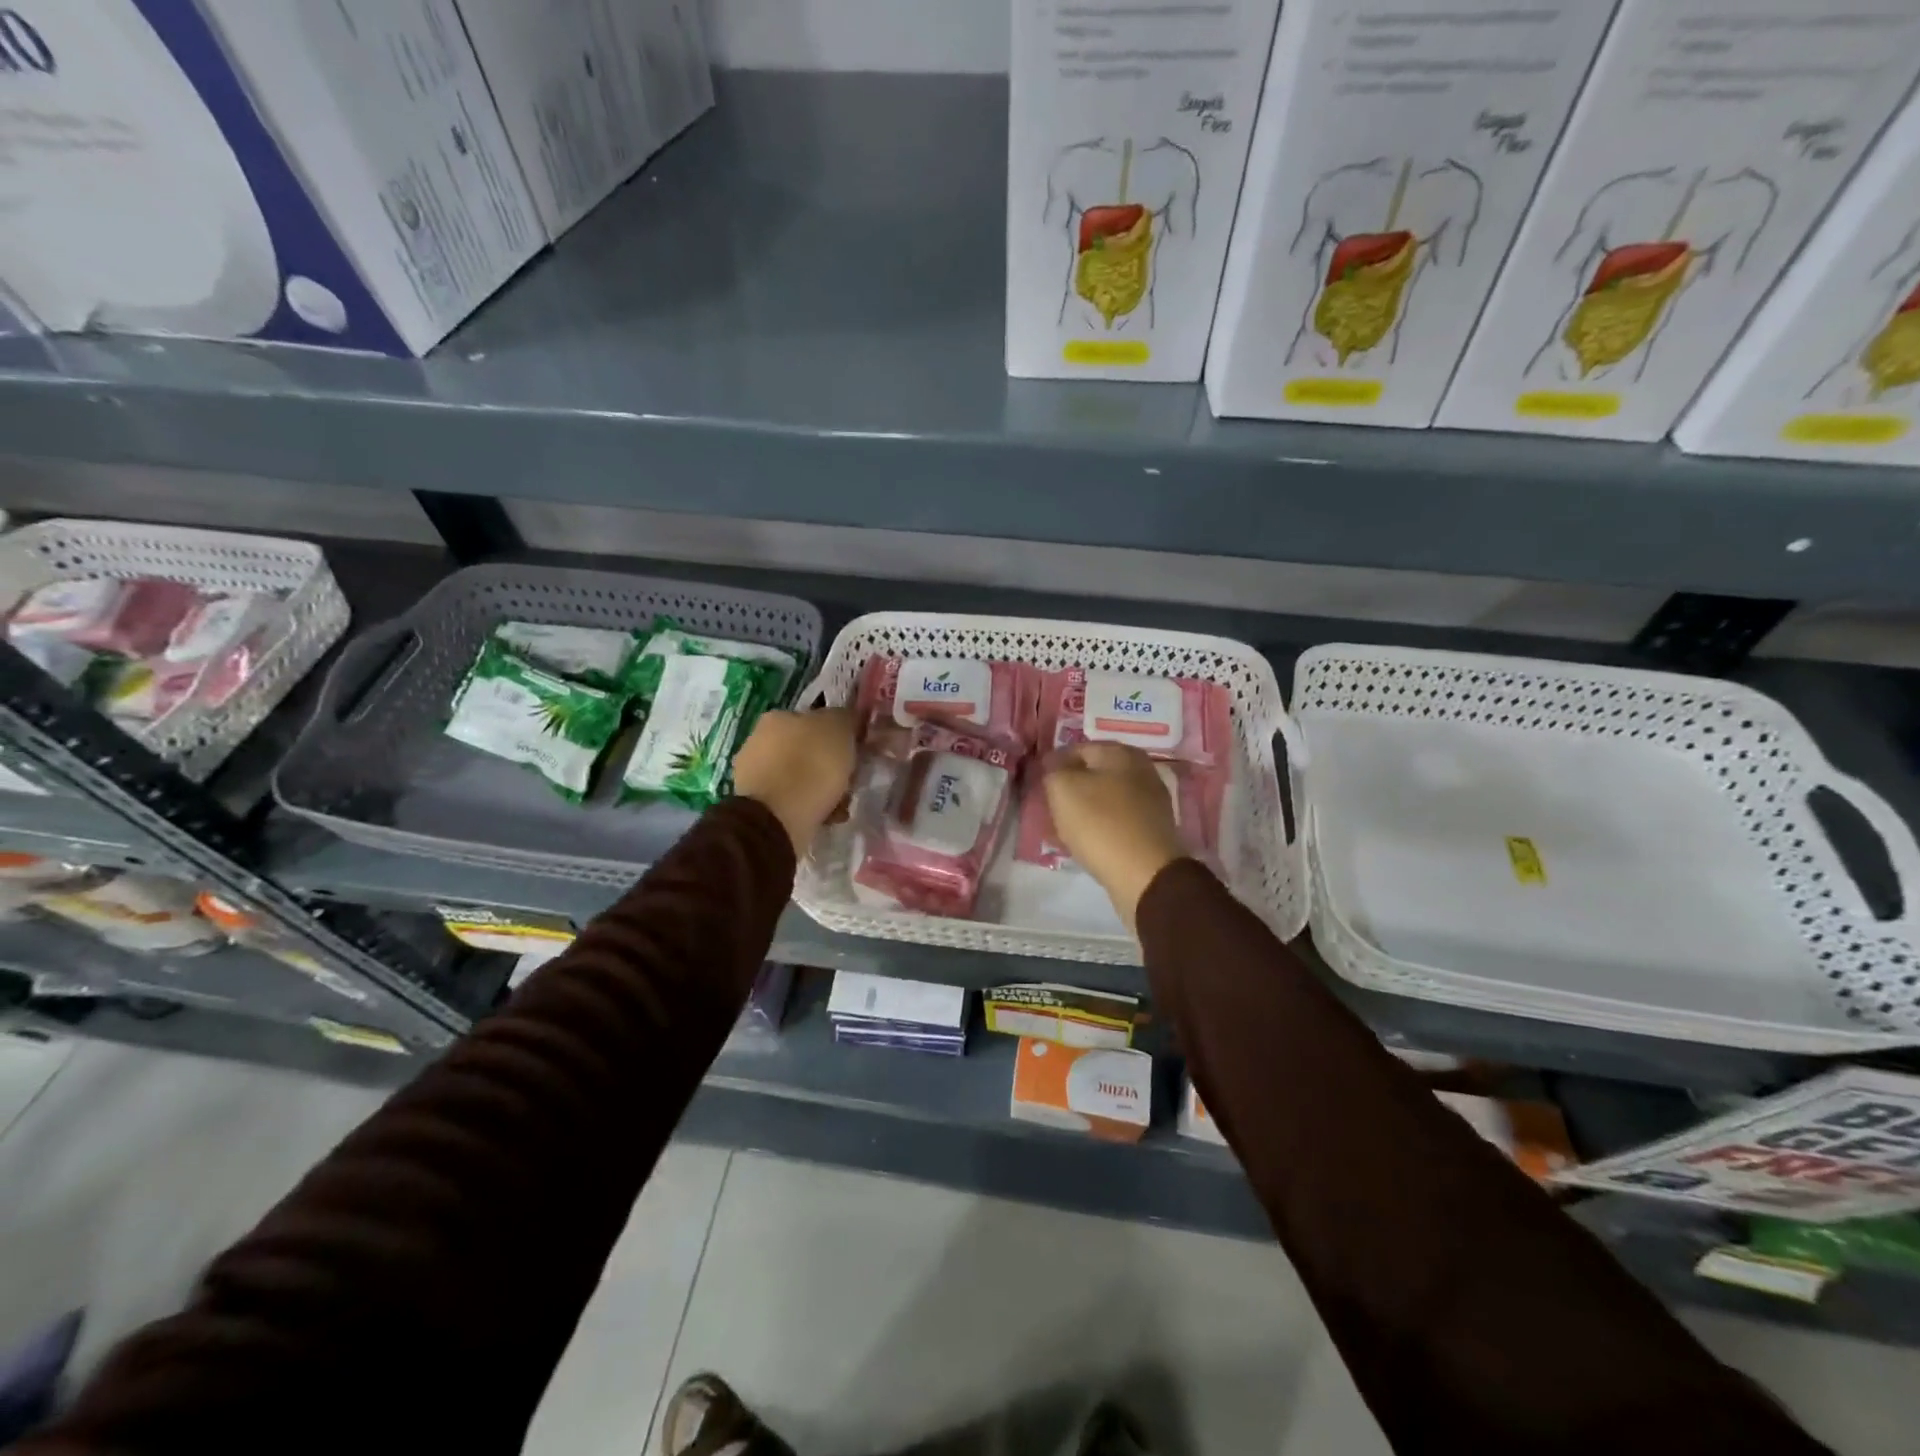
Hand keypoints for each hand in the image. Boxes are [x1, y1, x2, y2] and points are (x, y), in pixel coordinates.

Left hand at [732, 708, 858, 856]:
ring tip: (840, 804)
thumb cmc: (811, 765)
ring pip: (799, 776)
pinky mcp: (755, 805)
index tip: (855, 752)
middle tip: (849, 780)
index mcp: (778, 716)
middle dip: (827, 764)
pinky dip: (809, 808)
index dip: (838, 735)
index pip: (814, 719)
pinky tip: (825, 818)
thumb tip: (848, 718)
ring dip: (820, 788)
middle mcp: (760, 740)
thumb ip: (846, 718)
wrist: (778, 818)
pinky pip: (792, 801)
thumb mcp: (840, 729)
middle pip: (806, 749)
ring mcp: (754, 774)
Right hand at [1043, 742, 1186, 931]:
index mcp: (1120, 752)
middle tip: (1052, 807)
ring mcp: (1152, 799)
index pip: (1077, 749)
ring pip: (1107, 797)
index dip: (1054, 765)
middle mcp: (1141, 769)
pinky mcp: (1154, 828)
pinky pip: (1119, 819)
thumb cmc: (1100, 823)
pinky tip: (1090, 840)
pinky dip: (1102, 826)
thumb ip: (1053, 770)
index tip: (1040, 786)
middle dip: (1072, 787)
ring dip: (1087, 808)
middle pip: (1095, 773)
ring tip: (1067, 827)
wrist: (1145, 874)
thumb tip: (1054, 764)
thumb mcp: (1063, 788)